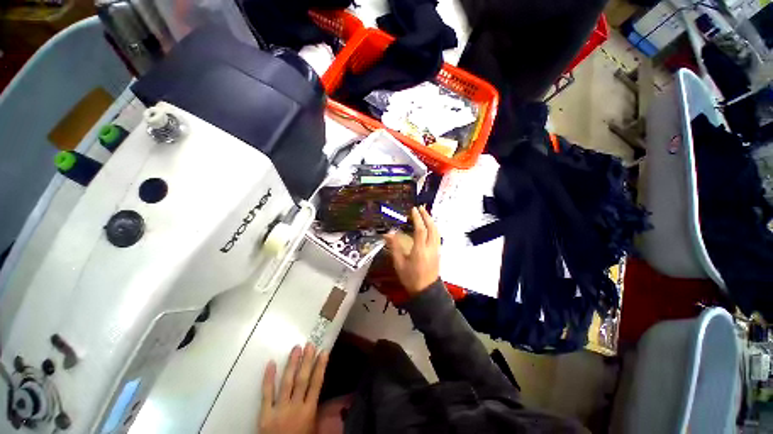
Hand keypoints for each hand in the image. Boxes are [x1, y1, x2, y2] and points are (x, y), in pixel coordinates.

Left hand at [258, 343, 328, 433]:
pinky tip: (272, 363)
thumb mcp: (313, 428)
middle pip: (302, 380)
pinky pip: (267, 394)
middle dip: (307, 361)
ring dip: (292, 364)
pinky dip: (269, 379)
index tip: (324, 352)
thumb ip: (318, 411)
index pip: (316, 384)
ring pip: (287, 382)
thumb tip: (324, 392)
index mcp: (309, 411)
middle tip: (310, 345)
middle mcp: (296, 407)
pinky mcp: (265, 414)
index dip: (320, 366)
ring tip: (296, 348)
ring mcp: (279, 410)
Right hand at [383, 206, 440, 295]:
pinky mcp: (438, 253)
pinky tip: (430, 227)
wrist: (426, 291)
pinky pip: (438, 236)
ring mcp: (436, 250)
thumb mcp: (399, 264)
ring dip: (432, 221)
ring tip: (426, 214)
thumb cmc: (410, 278)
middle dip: (427, 216)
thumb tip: (388, 233)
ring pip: (437, 232)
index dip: (417, 218)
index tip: (413, 209)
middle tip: (421, 208)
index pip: (420, 230)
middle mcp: (430, 247)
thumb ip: (394, 247)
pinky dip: (434, 228)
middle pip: (432, 228)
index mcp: (420, 250)